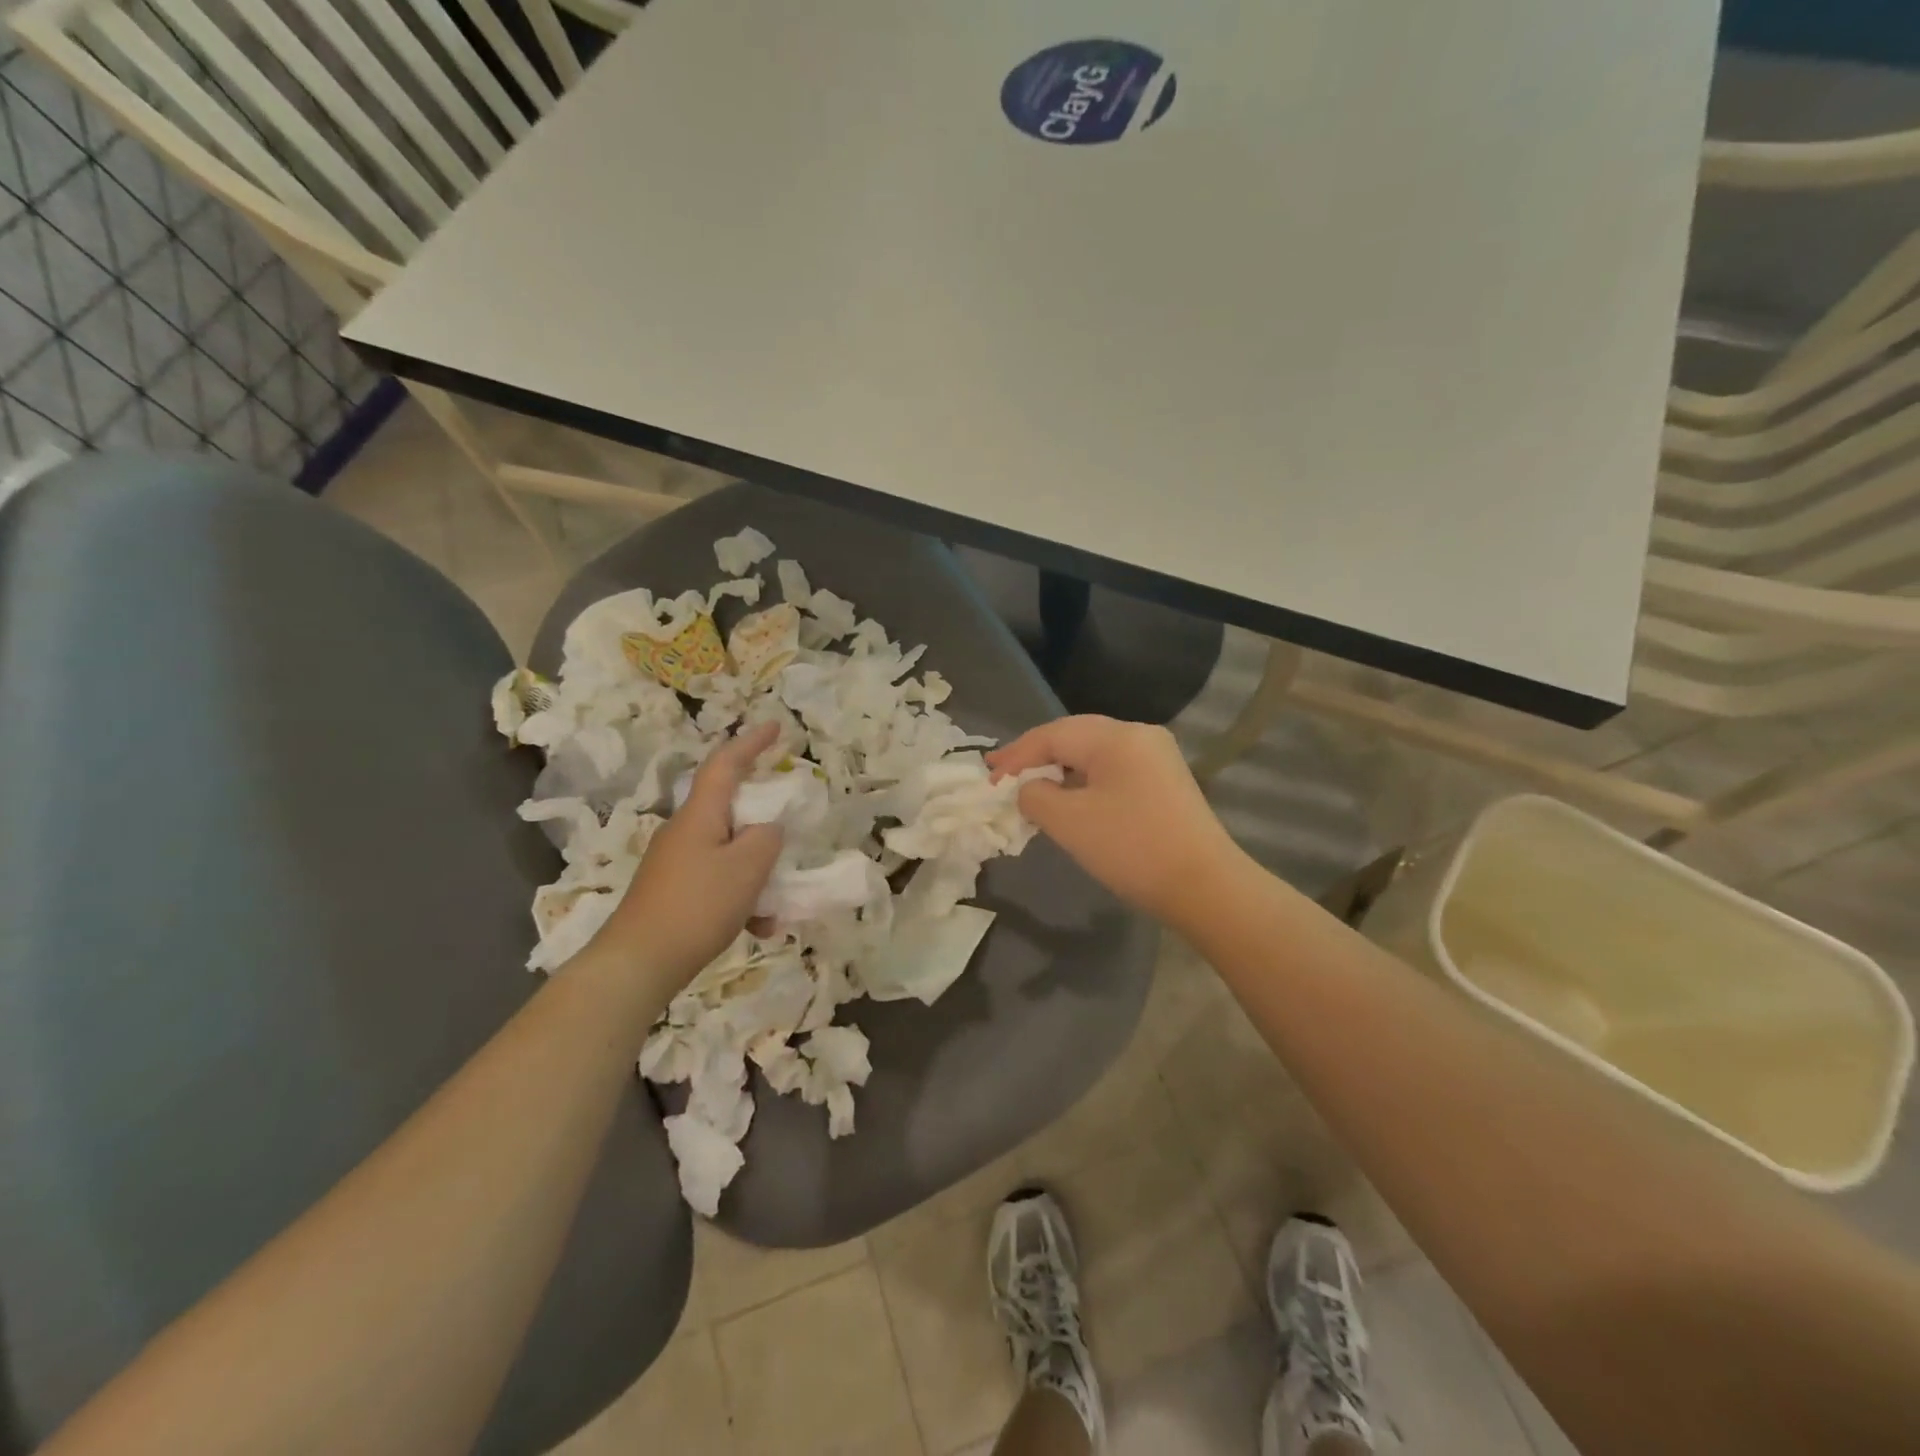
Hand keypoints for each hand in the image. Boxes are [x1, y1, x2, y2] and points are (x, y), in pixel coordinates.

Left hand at [589, 721, 784, 986]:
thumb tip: (769, 830)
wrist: (638, 963)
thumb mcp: (747, 868)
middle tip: (790, 824)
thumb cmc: (697, 905)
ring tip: (778, 904)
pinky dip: (742, 897)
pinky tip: (758, 927)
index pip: (726, 764)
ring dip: (757, 871)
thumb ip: (768, 839)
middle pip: (730, 808)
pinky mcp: (673, 892)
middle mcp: (685, 831)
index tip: (775, 727)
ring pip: (729, 851)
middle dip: (763, 818)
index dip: (751, 743)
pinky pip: (718, 882)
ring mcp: (676, 863)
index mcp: (700, 815)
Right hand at [988, 715, 1245, 929]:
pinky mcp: (1165, 782)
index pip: (1052, 734)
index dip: (1016, 756)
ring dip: (1059, 769)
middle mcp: (1139, 735)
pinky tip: (1069, 798)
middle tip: (1001, 774)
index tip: (988, 779)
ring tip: (1029, 787)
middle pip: (1074, 736)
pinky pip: (1113, 770)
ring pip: (1094, 753)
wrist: (1205, 887)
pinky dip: (1084, 781)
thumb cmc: (1132, 849)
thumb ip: (1035, 796)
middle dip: (1035, 756)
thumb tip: (1028, 789)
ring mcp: (1157, 757)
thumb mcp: (1069, 822)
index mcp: (1116, 736)